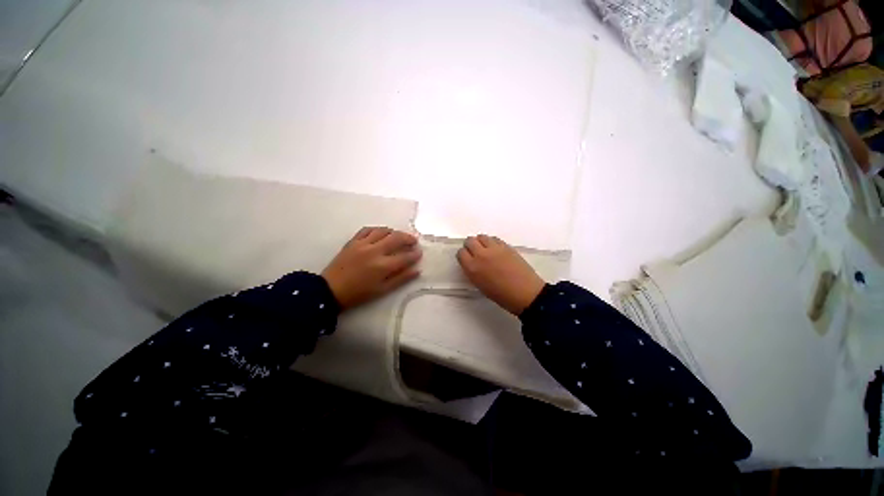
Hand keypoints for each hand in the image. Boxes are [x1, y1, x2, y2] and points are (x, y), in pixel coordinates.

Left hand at [322, 227, 421, 309]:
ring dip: (394, 232)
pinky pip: (367, 229)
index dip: (414, 254)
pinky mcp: (353, 241)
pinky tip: (381, 233)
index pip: (405, 256)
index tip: (419, 253)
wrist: (331, 290)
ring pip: (383, 231)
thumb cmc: (359, 293)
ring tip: (399, 236)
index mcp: (383, 266)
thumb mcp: (383, 290)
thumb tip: (417, 270)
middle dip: (408, 238)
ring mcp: (363, 244)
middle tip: (414, 241)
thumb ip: (401, 279)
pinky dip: (377, 229)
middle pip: (396, 238)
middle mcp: (375, 251)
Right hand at [457, 235, 544, 315]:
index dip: (464, 255)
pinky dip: (492, 242)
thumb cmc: (501, 295)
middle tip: (475, 252)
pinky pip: (494, 238)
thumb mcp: (480, 286)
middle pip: (469, 241)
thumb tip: (472, 264)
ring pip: (481, 237)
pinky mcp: (506, 246)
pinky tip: (495, 249)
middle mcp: (481, 255)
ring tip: (485, 249)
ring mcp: (494, 249)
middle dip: (470, 246)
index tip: (467, 258)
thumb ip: (473, 272)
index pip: (461, 253)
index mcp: (472, 268)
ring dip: (481, 242)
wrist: (525, 293)